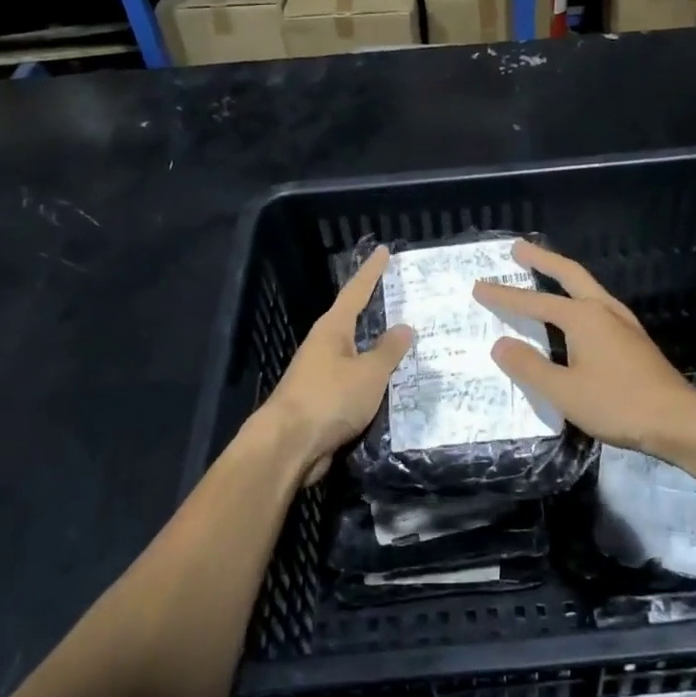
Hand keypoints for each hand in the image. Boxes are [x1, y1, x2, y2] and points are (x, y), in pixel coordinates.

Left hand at [258, 245, 414, 484]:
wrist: (288, 445)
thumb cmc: (329, 398)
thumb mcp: (369, 373)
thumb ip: (389, 350)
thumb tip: (404, 327)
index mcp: (332, 329)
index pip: (356, 291)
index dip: (372, 272)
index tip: (384, 251)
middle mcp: (323, 346)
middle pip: (353, 321)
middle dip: (376, 311)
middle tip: (404, 299)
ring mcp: (320, 374)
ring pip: (355, 354)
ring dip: (377, 349)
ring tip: (407, 345)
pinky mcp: (322, 401)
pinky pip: (355, 382)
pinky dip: (372, 379)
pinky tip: (391, 385)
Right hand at [473, 241, 695, 458]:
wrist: (678, 421)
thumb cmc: (618, 404)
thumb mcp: (563, 391)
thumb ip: (529, 366)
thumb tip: (500, 344)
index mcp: (583, 318)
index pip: (534, 301)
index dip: (505, 296)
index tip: (479, 286)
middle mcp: (603, 310)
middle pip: (569, 274)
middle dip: (542, 259)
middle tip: (518, 248)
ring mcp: (623, 323)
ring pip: (587, 287)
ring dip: (563, 276)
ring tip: (545, 272)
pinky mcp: (634, 339)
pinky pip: (598, 305)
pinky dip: (578, 297)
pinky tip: (576, 314)